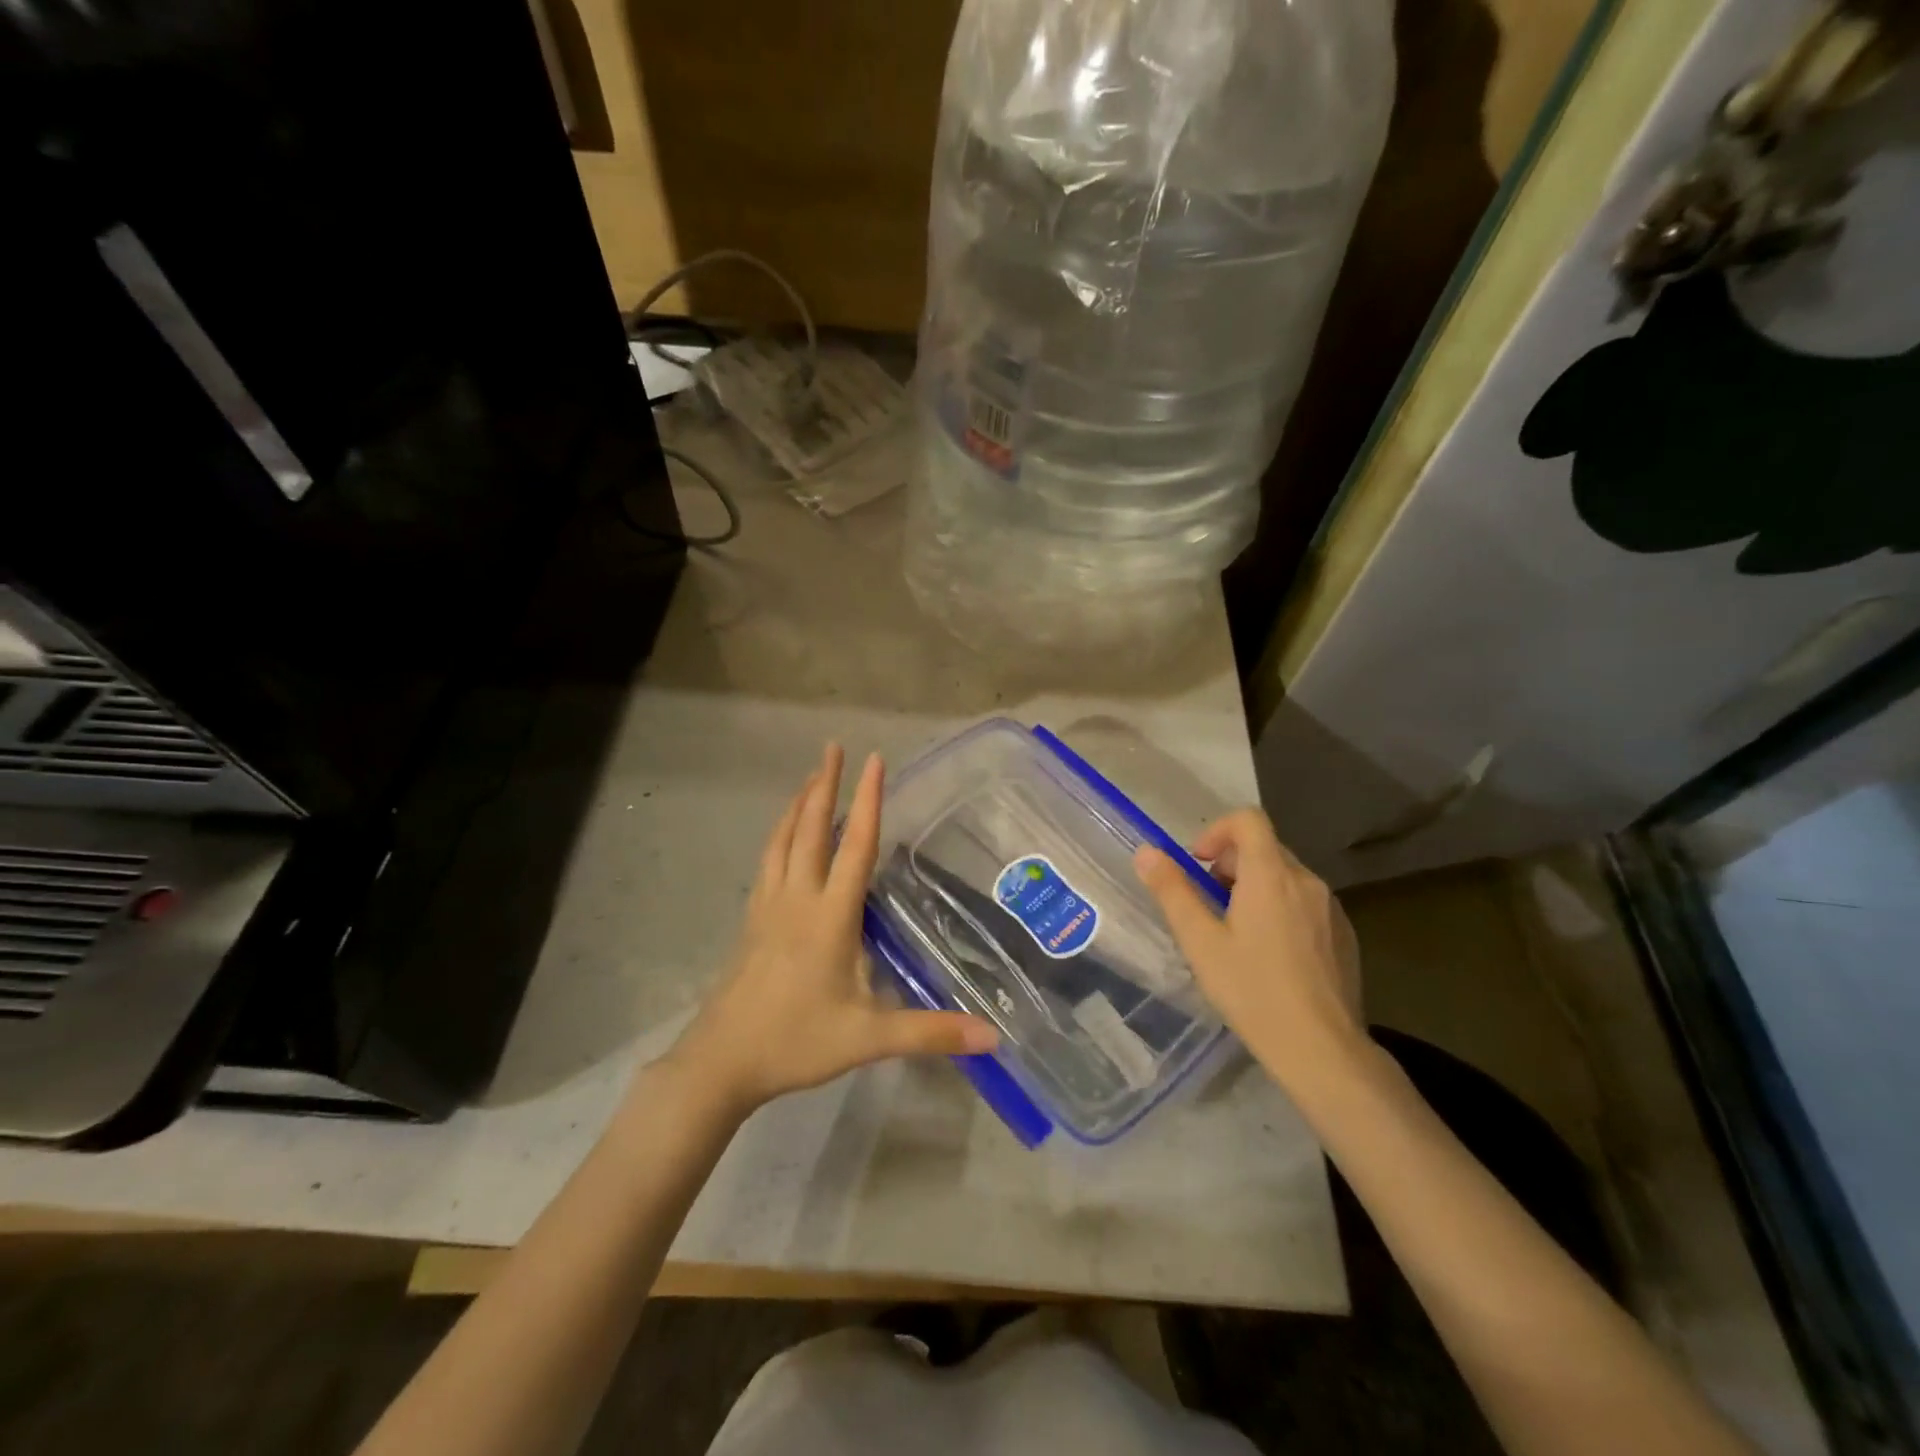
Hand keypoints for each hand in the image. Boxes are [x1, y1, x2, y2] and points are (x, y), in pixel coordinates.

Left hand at [666, 744, 997, 1116]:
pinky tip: (784, 836)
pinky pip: (768, 861)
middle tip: (833, 746)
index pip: (854, 846)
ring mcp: (768, 906)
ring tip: (811, 778)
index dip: (867, 800)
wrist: (721, 1061)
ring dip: (798, 804)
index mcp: (829, 916)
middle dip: (824, 784)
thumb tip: (992, 1036)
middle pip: (810, 828)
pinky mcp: (751, 920)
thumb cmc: (796, 1042)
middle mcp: (797, 898)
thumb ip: (930, 1033)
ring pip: (782, 840)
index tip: (874, 759)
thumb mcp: (868, 1038)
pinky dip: (780, 834)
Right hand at [1133, 809, 1365, 1098]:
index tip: (1199, 865)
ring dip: (1255, 887)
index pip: (1248, 819)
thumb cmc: (1252, 991)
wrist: (1322, 1049)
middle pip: (1265, 847)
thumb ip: (1173, 891)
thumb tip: (1146, 852)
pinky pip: (1306, 903)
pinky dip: (1281, 909)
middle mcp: (1306, 881)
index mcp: (1271, 875)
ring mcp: (1331, 908)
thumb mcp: (1200, 941)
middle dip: (1231, 864)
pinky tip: (1270, 955)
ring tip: (1236, 933)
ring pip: (1286, 876)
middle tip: (1209, 905)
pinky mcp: (1345, 934)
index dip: (1218, 831)